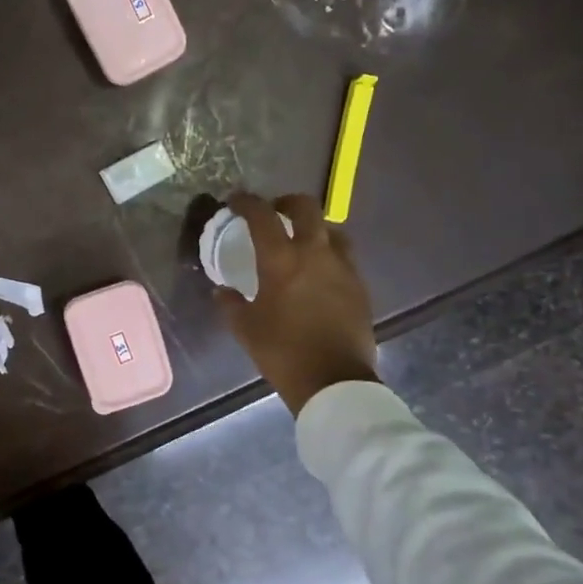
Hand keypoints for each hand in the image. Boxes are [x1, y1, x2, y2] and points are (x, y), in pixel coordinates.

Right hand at [217, 192, 378, 412]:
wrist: (334, 381)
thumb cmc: (282, 352)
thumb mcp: (245, 328)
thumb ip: (230, 303)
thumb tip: (222, 291)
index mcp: (281, 259)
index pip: (262, 215)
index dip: (247, 202)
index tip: (236, 201)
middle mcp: (315, 253)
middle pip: (306, 208)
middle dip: (287, 202)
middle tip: (274, 212)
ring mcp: (343, 268)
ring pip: (331, 230)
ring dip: (314, 228)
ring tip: (301, 242)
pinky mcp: (359, 286)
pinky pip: (344, 257)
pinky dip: (328, 254)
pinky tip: (319, 273)